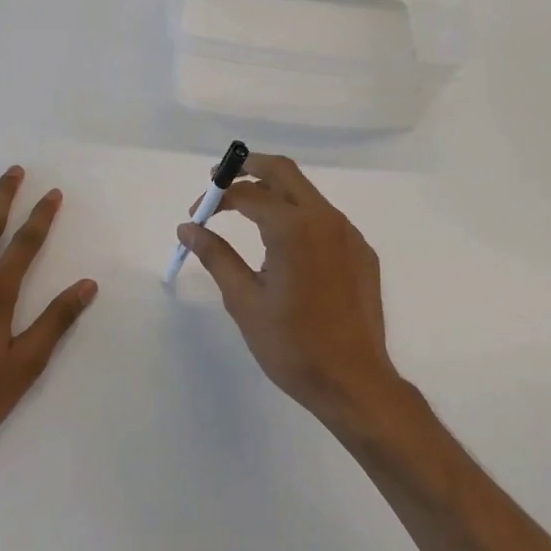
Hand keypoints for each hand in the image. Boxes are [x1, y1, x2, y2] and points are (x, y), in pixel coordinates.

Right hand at [175, 154, 405, 433]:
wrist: (354, 381)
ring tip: (247, 212)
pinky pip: (326, 219)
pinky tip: (286, 246)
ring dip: (275, 192)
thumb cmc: (292, 345)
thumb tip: (188, 228)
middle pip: (283, 171)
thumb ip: (215, 256)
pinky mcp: (362, 251)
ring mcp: (349, 233)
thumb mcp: (244, 301)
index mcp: (293, 228)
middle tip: (221, 181)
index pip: (247, 194)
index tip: (197, 215)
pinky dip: (299, 217)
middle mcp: (325, 218)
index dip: (216, 197)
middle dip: (249, 168)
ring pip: (307, 193)